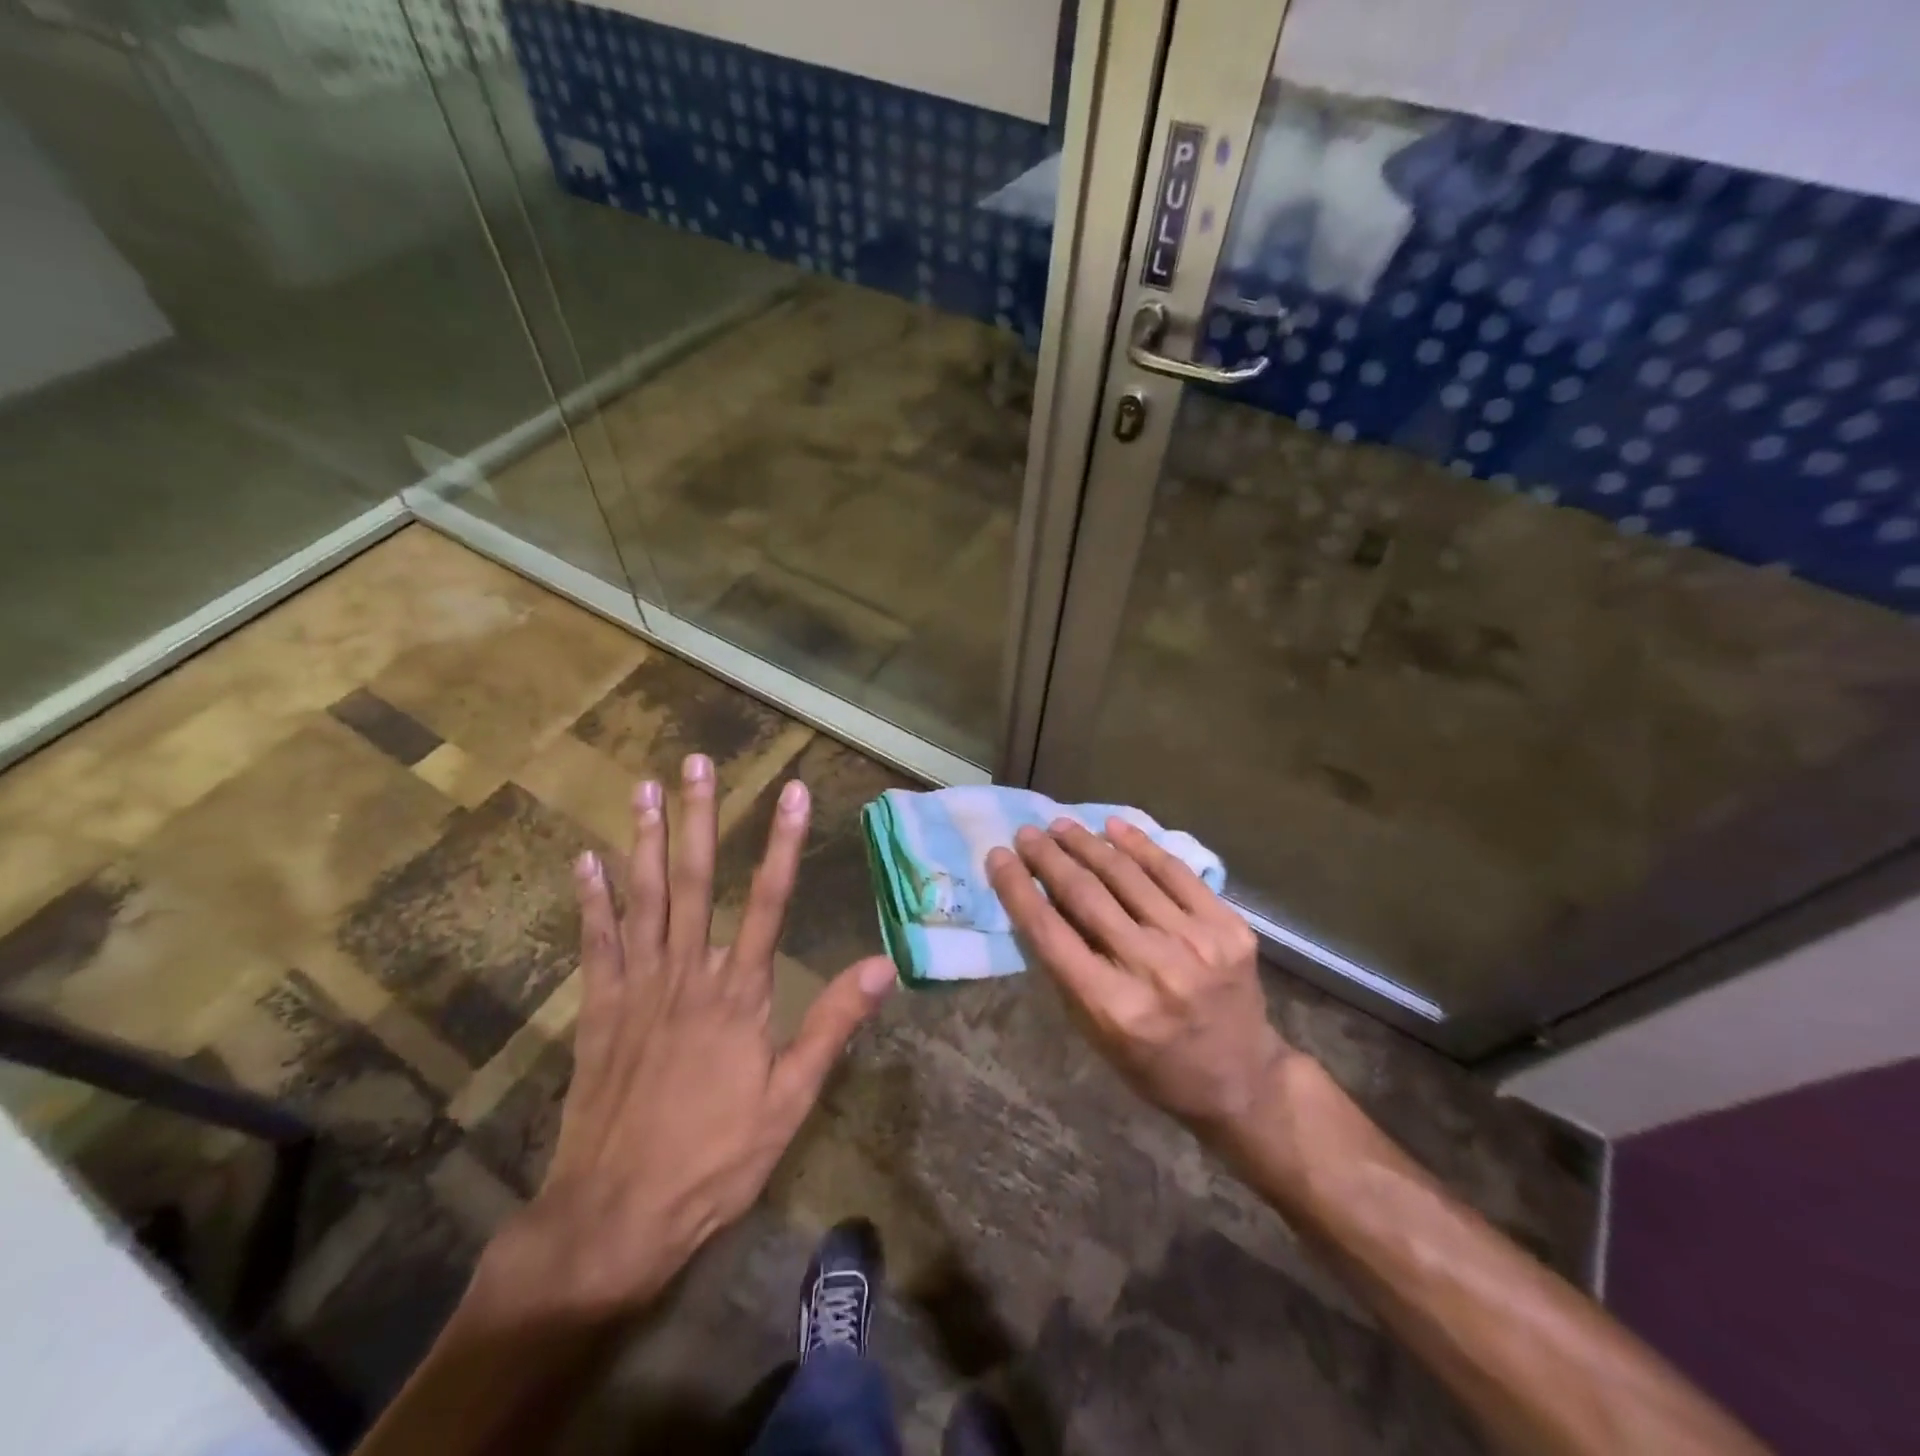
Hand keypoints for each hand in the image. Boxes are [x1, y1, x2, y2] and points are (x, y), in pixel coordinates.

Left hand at [488, 753, 896, 1316]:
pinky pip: (597, 944)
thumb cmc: (715, 1159)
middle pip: (694, 881)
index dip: (784, 844)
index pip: (768, 902)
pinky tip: (586, 860)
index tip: (791, 792)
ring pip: (643, 899)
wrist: (615, 1217)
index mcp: (739, 995)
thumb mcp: (790, 1100)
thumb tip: (882, 965)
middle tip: (696, 763)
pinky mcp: (599, 1010)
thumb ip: (832, 1025)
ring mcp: (637, 989)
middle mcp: (688, 975)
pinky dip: (592, 900)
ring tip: (645, 788)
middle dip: (698, 817)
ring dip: (644, 839)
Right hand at [986, 818, 1293, 1136]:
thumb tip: (1037, 900)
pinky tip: (1114, 826)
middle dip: (1049, 857)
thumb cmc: (1152, 1063)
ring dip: (1088, 843)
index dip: (1017, 888)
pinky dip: (1141, 845)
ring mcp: (1197, 942)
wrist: (1242, 1079)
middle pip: (1086, 895)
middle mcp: (1153, 968)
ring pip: (1128, 875)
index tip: (997, 857)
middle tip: (1026, 833)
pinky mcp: (1228, 926)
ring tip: (1062, 826)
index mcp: (1112, 1006)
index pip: (1050, 932)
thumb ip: (1065, 968)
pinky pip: (1175, 872)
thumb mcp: (1093, 1032)